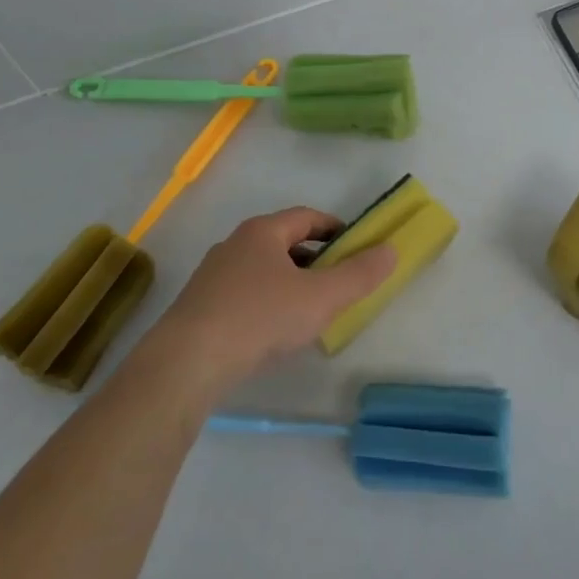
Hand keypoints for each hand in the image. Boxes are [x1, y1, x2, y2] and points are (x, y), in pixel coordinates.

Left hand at [147, 206, 396, 396]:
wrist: (187, 361)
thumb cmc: (261, 318)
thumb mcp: (321, 298)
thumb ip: (359, 274)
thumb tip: (391, 249)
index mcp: (263, 232)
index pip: (306, 217)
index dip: (334, 228)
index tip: (355, 247)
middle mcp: (235, 244)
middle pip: (283, 242)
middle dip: (314, 258)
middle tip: (337, 281)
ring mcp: (213, 275)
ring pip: (262, 269)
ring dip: (289, 282)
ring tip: (309, 310)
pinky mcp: (199, 306)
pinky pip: (243, 294)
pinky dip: (266, 303)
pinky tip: (273, 332)